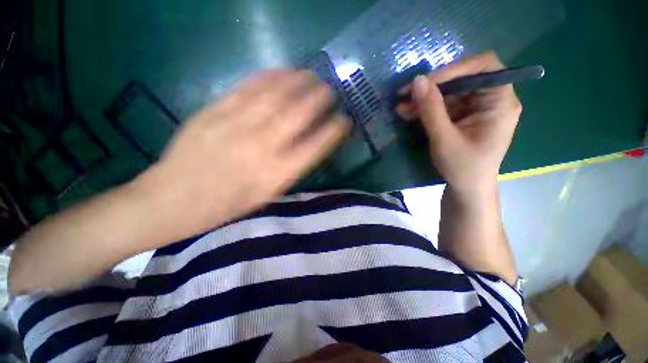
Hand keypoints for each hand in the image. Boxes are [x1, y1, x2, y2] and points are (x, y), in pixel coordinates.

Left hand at [140, 69, 350, 233]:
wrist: (175, 199)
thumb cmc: (228, 204)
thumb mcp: (267, 194)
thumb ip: (290, 169)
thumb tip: (308, 145)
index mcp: (277, 174)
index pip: (315, 147)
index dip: (334, 131)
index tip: (344, 121)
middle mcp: (261, 148)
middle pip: (298, 114)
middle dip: (319, 99)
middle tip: (329, 90)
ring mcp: (236, 126)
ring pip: (275, 95)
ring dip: (298, 82)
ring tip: (311, 75)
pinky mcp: (214, 111)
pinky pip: (248, 88)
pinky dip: (269, 77)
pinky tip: (282, 72)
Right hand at [396, 52, 521, 194]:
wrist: (466, 189)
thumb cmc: (463, 167)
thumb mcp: (444, 138)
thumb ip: (431, 109)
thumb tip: (417, 81)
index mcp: (499, 102)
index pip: (483, 67)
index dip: (454, 69)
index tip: (426, 82)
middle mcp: (490, 100)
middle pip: (462, 80)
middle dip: (432, 87)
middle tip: (405, 94)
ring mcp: (475, 109)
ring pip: (448, 94)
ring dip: (424, 100)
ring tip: (401, 107)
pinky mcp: (463, 118)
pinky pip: (443, 107)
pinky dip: (425, 109)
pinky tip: (408, 113)